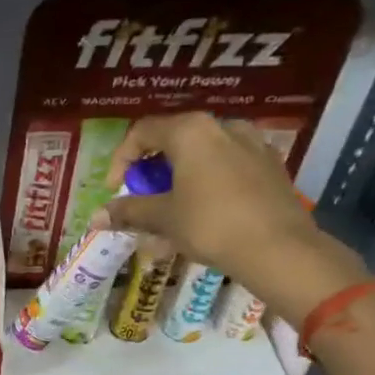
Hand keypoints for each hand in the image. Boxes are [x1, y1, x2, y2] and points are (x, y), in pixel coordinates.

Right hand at [91, 112, 370, 324]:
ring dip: (181, 177)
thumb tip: (96, 217)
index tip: (114, 189)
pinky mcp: (271, 165)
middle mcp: (223, 126)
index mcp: (190, 131)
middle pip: (175, 140)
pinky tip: (206, 212)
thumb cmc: (210, 224)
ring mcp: (252, 143)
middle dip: (153, 170)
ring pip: (204, 154)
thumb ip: (129, 211)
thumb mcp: (163, 218)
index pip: (143, 132)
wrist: (279, 248)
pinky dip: (209, 183)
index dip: (121, 160)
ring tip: (174, 208)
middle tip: (143, 198)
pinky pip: (229, 166)